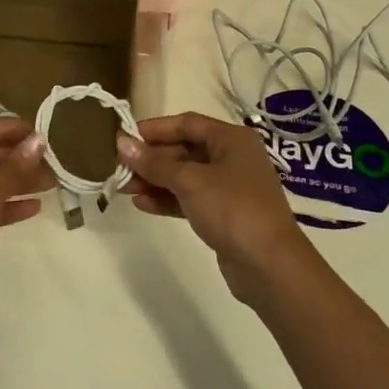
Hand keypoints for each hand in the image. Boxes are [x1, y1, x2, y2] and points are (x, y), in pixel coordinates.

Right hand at [118, 112, 314, 304]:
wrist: (269, 266)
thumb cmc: (232, 208)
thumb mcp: (189, 181)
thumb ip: (154, 163)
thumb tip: (121, 143)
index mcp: (231, 139)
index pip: (186, 123)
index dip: (154, 129)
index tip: (124, 137)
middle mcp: (232, 158)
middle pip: (184, 150)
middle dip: (151, 159)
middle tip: (119, 168)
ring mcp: (229, 188)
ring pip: (184, 176)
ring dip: (155, 180)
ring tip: (124, 188)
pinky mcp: (224, 214)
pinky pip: (190, 199)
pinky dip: (167, 199)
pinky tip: (142, 204)